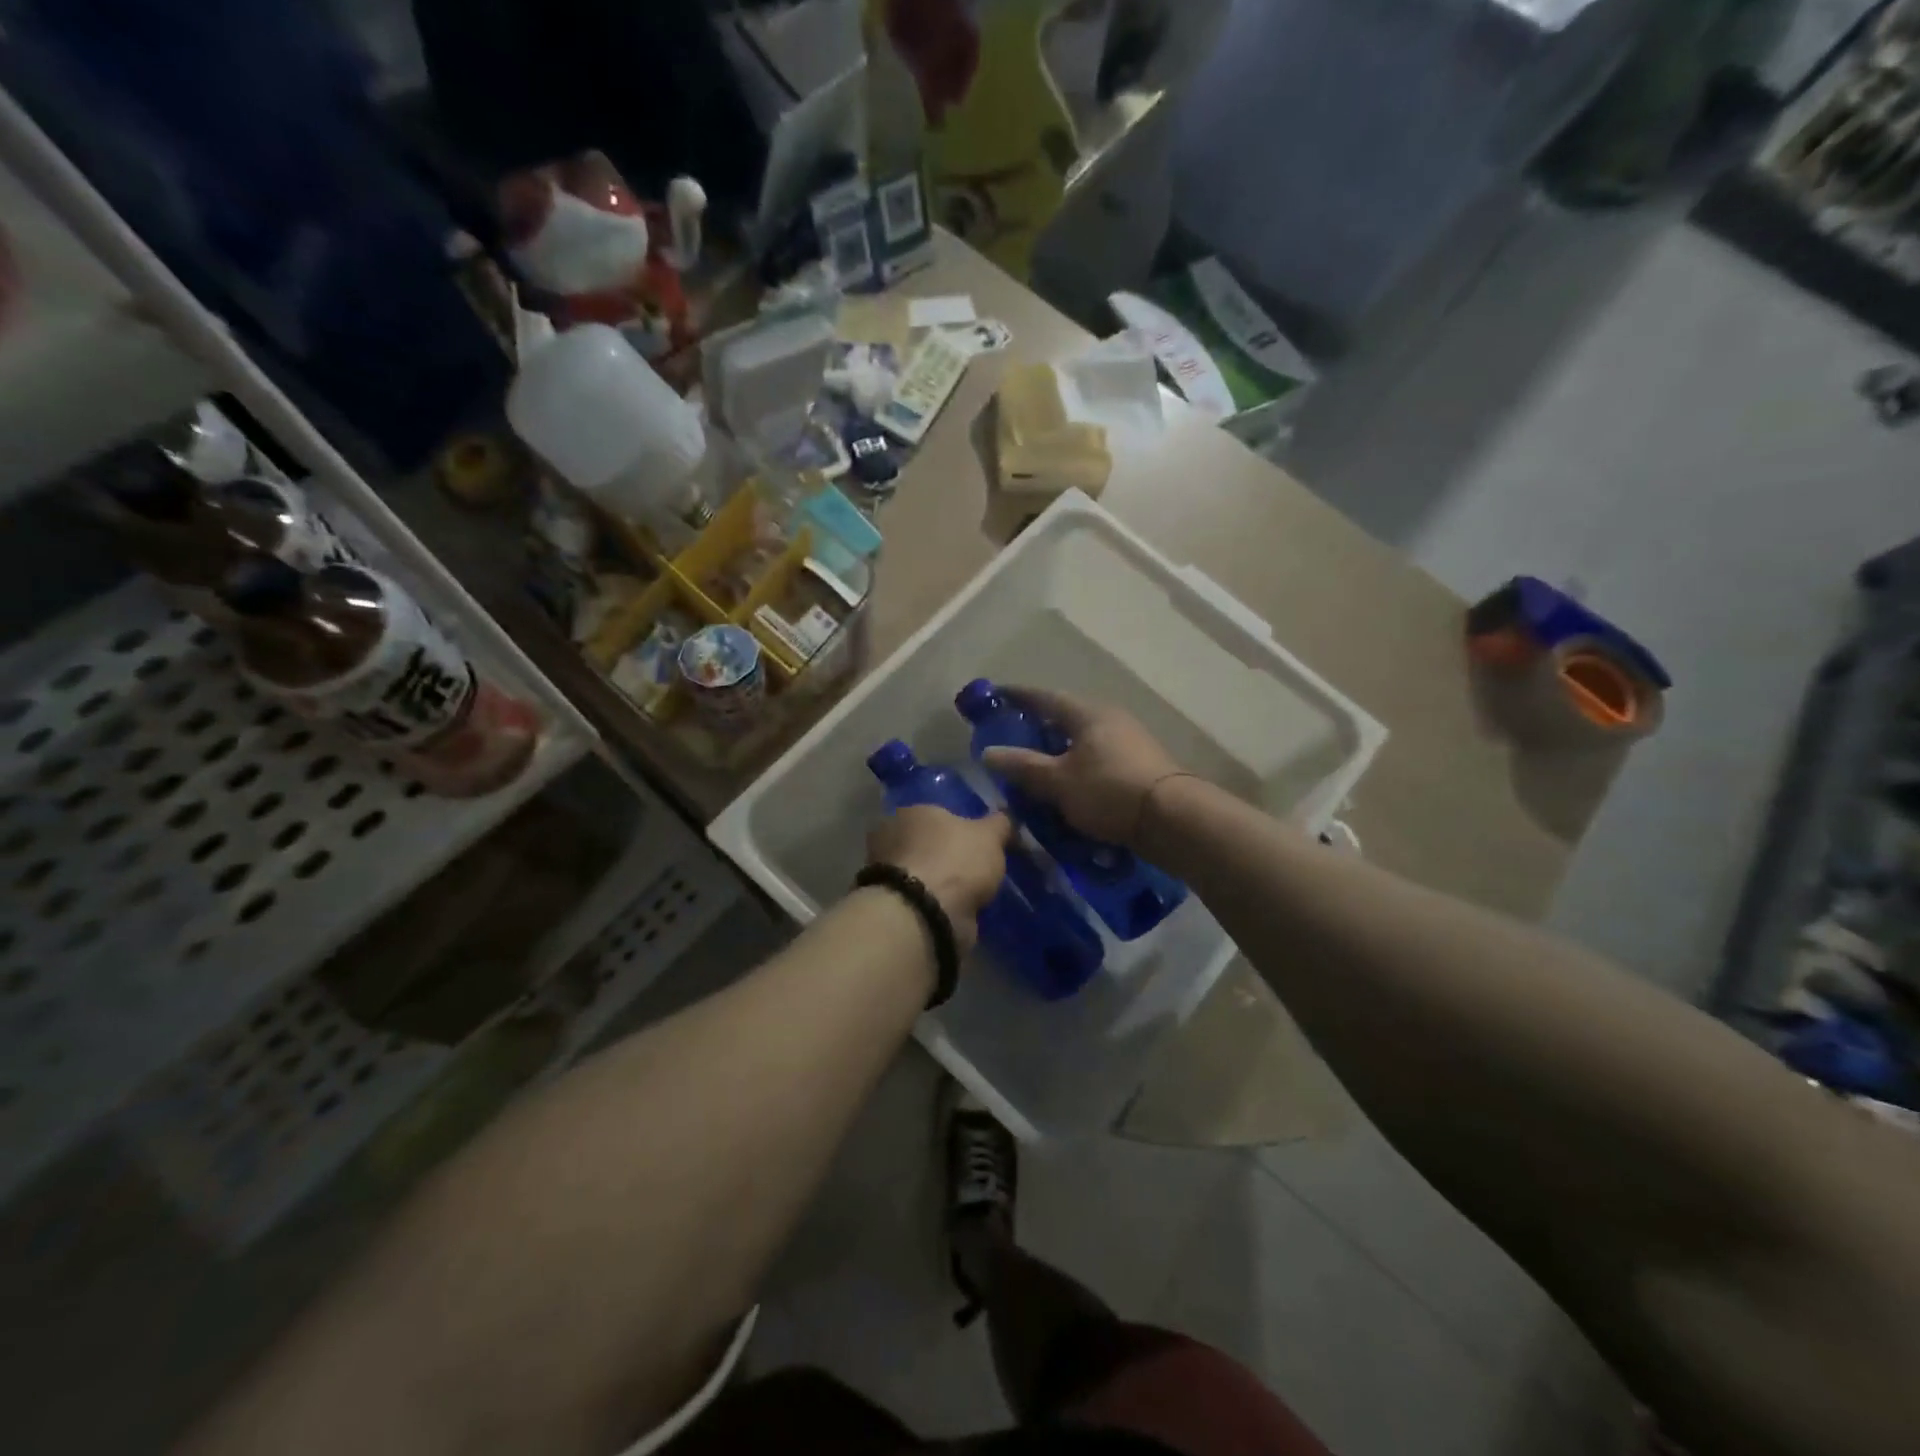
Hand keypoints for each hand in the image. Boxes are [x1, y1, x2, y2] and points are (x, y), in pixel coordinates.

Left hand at [867, 806, 1012, 952]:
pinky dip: (934, 904)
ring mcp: (887, 875)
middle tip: (973, 868)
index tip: (975, 843)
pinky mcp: (892, 906)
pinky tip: (955, 911)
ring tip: (969, 894)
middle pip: (925, 843)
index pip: (935, 814)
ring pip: (921, 873)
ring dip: (939, 882)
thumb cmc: (955, 861)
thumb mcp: (989, 836)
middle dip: (944, 855)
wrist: (926, 914)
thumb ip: (998, 824)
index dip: (955, 827)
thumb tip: (1004, 817)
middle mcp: (891, 838)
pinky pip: (920, 899)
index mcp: (910, 812)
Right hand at [980, 688, 1185, 848]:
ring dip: (1059, 748)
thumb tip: (988, 752)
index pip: (1046, 697)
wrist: (1171, 818)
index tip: (998, 695)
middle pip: (1066, 716)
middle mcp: (1110, 718)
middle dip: (1039, 724)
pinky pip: (1098, 756)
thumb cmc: (1108, 791)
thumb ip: (1023, 766)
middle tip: (1013, 735)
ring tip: (1037, 764)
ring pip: (1083, 738)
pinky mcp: (1139, 763)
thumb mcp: (1058, 781)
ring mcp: (1129, 740)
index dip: (1020, 696)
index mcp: (1087, 713)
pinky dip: (1077, 763)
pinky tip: (1068, 782)